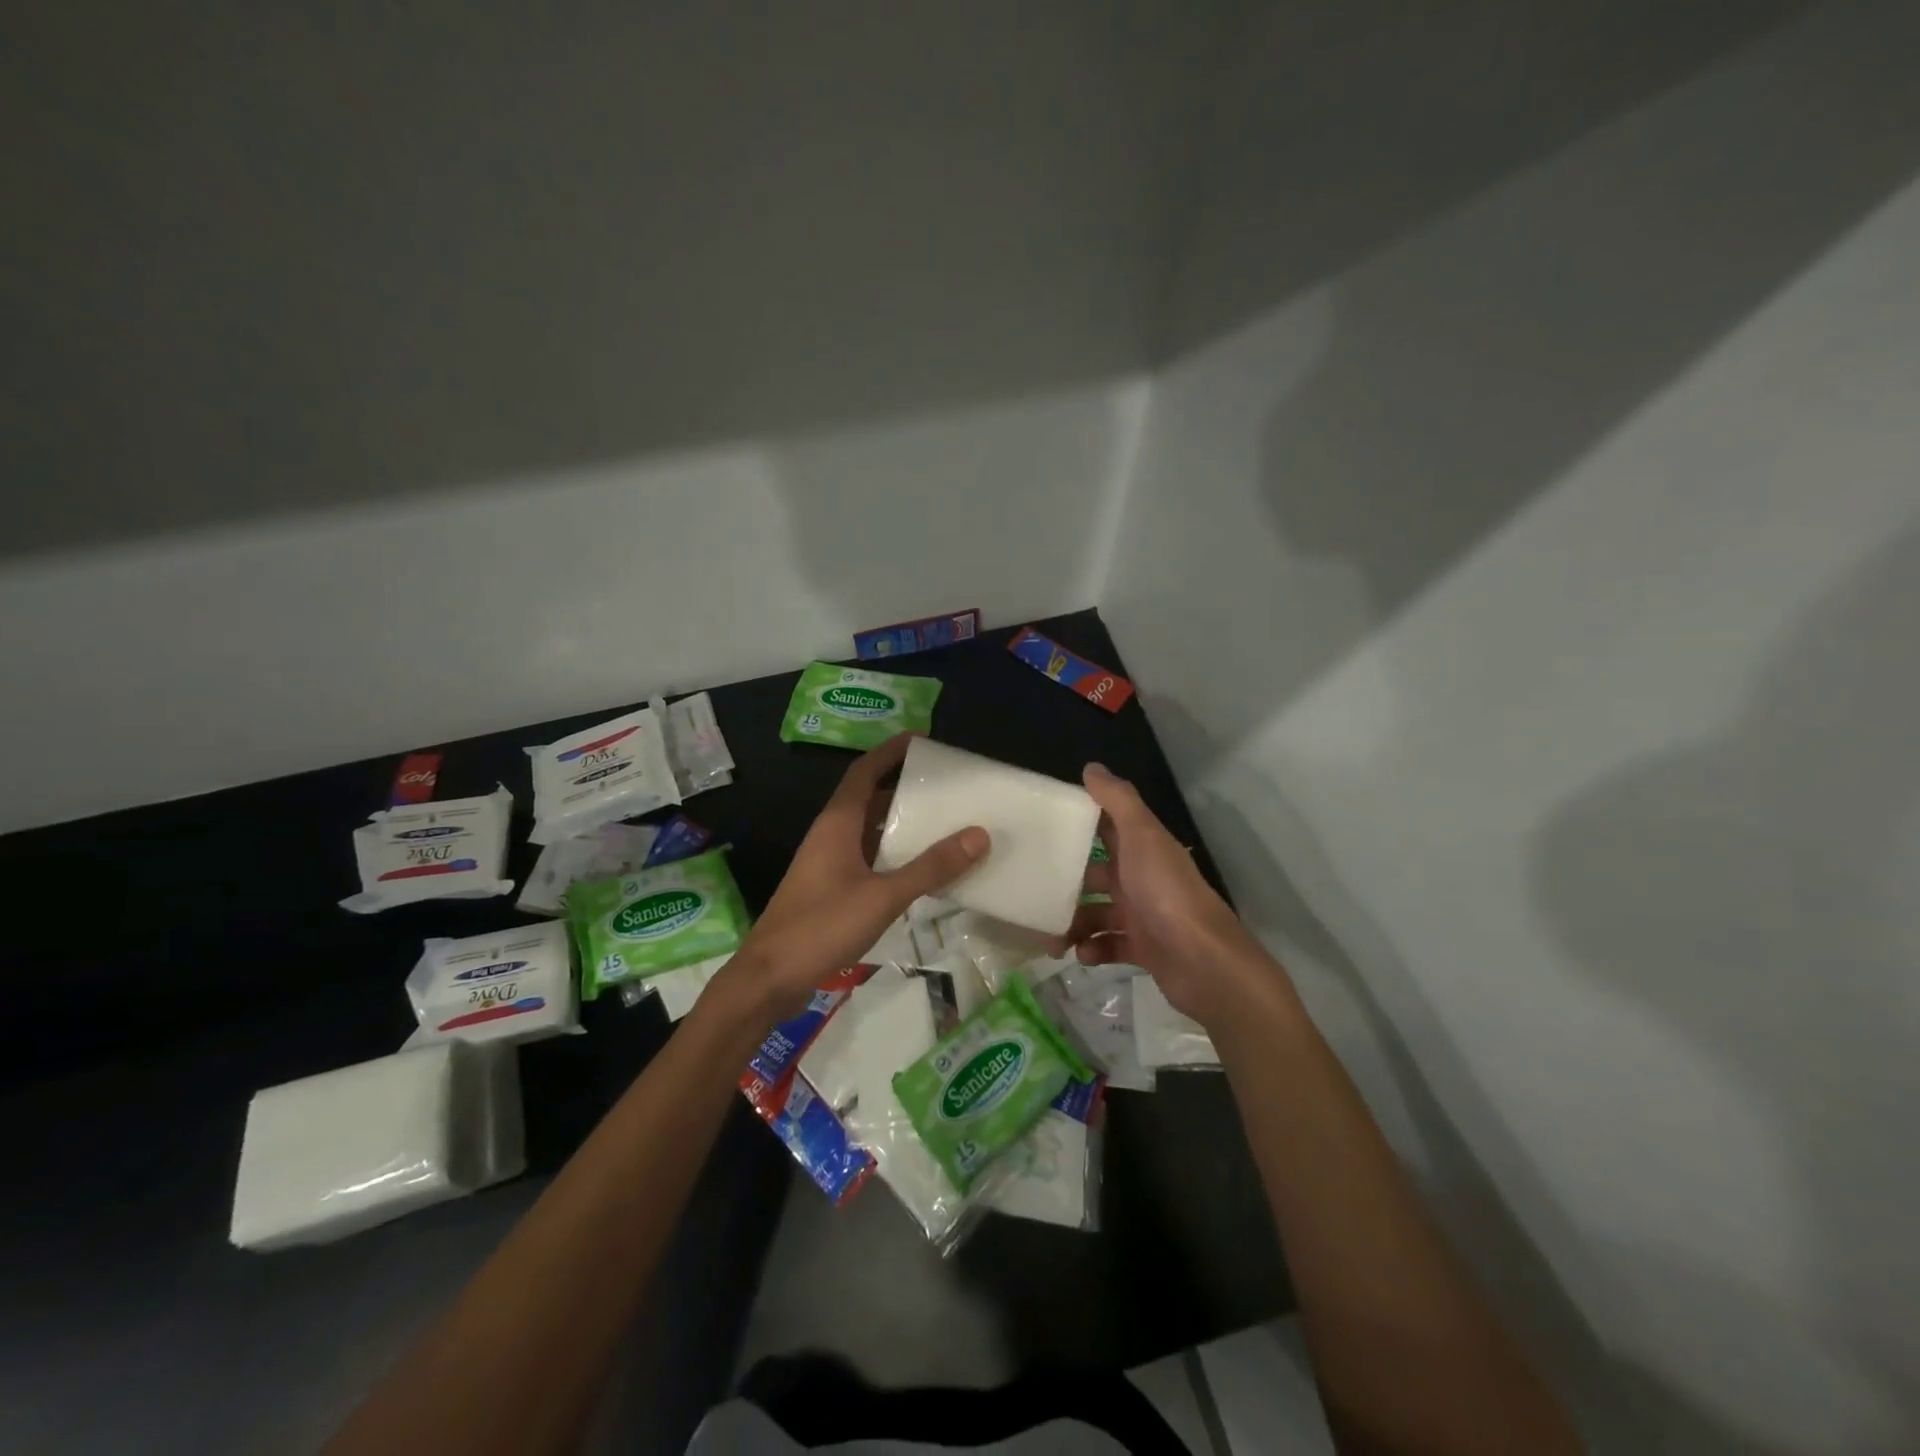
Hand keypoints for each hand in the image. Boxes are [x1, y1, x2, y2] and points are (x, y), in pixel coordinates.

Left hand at [714, 734, 987, 1019]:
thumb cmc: (822, 926)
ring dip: (900, 822)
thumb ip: (931, 867)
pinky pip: (868, 857)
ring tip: (942, 820)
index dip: (891, 751)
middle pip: (869, 798)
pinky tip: (919, 868)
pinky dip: (893, 854)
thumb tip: (979, 834)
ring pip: (869, 830)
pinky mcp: (830, 888)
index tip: (922, 738)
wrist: (769, 977)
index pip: (865, 771)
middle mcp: (831, 834)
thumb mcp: (883, 896)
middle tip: (946, 785)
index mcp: (838, 823)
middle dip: (903, 786)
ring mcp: (828, 862)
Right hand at [1068, 763, 1271, 1027]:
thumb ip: (1117, 801)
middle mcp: (1143, 878)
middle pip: (1097, 875)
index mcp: (1143, 848)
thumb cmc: (1166, 892)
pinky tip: (1081, 954)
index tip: (1042, 826)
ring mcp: (1144, 915)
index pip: (1107, 828)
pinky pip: (1108, 946)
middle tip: (1035, 889)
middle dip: (1068, 883)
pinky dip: (1093, 949)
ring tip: (1053, 937)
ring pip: (1098, 913)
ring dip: (1074, 923)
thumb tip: (1091, 767)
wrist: (1204, 961)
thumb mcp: (1141, 836)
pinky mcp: (1144, 949)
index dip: (1079, 824)